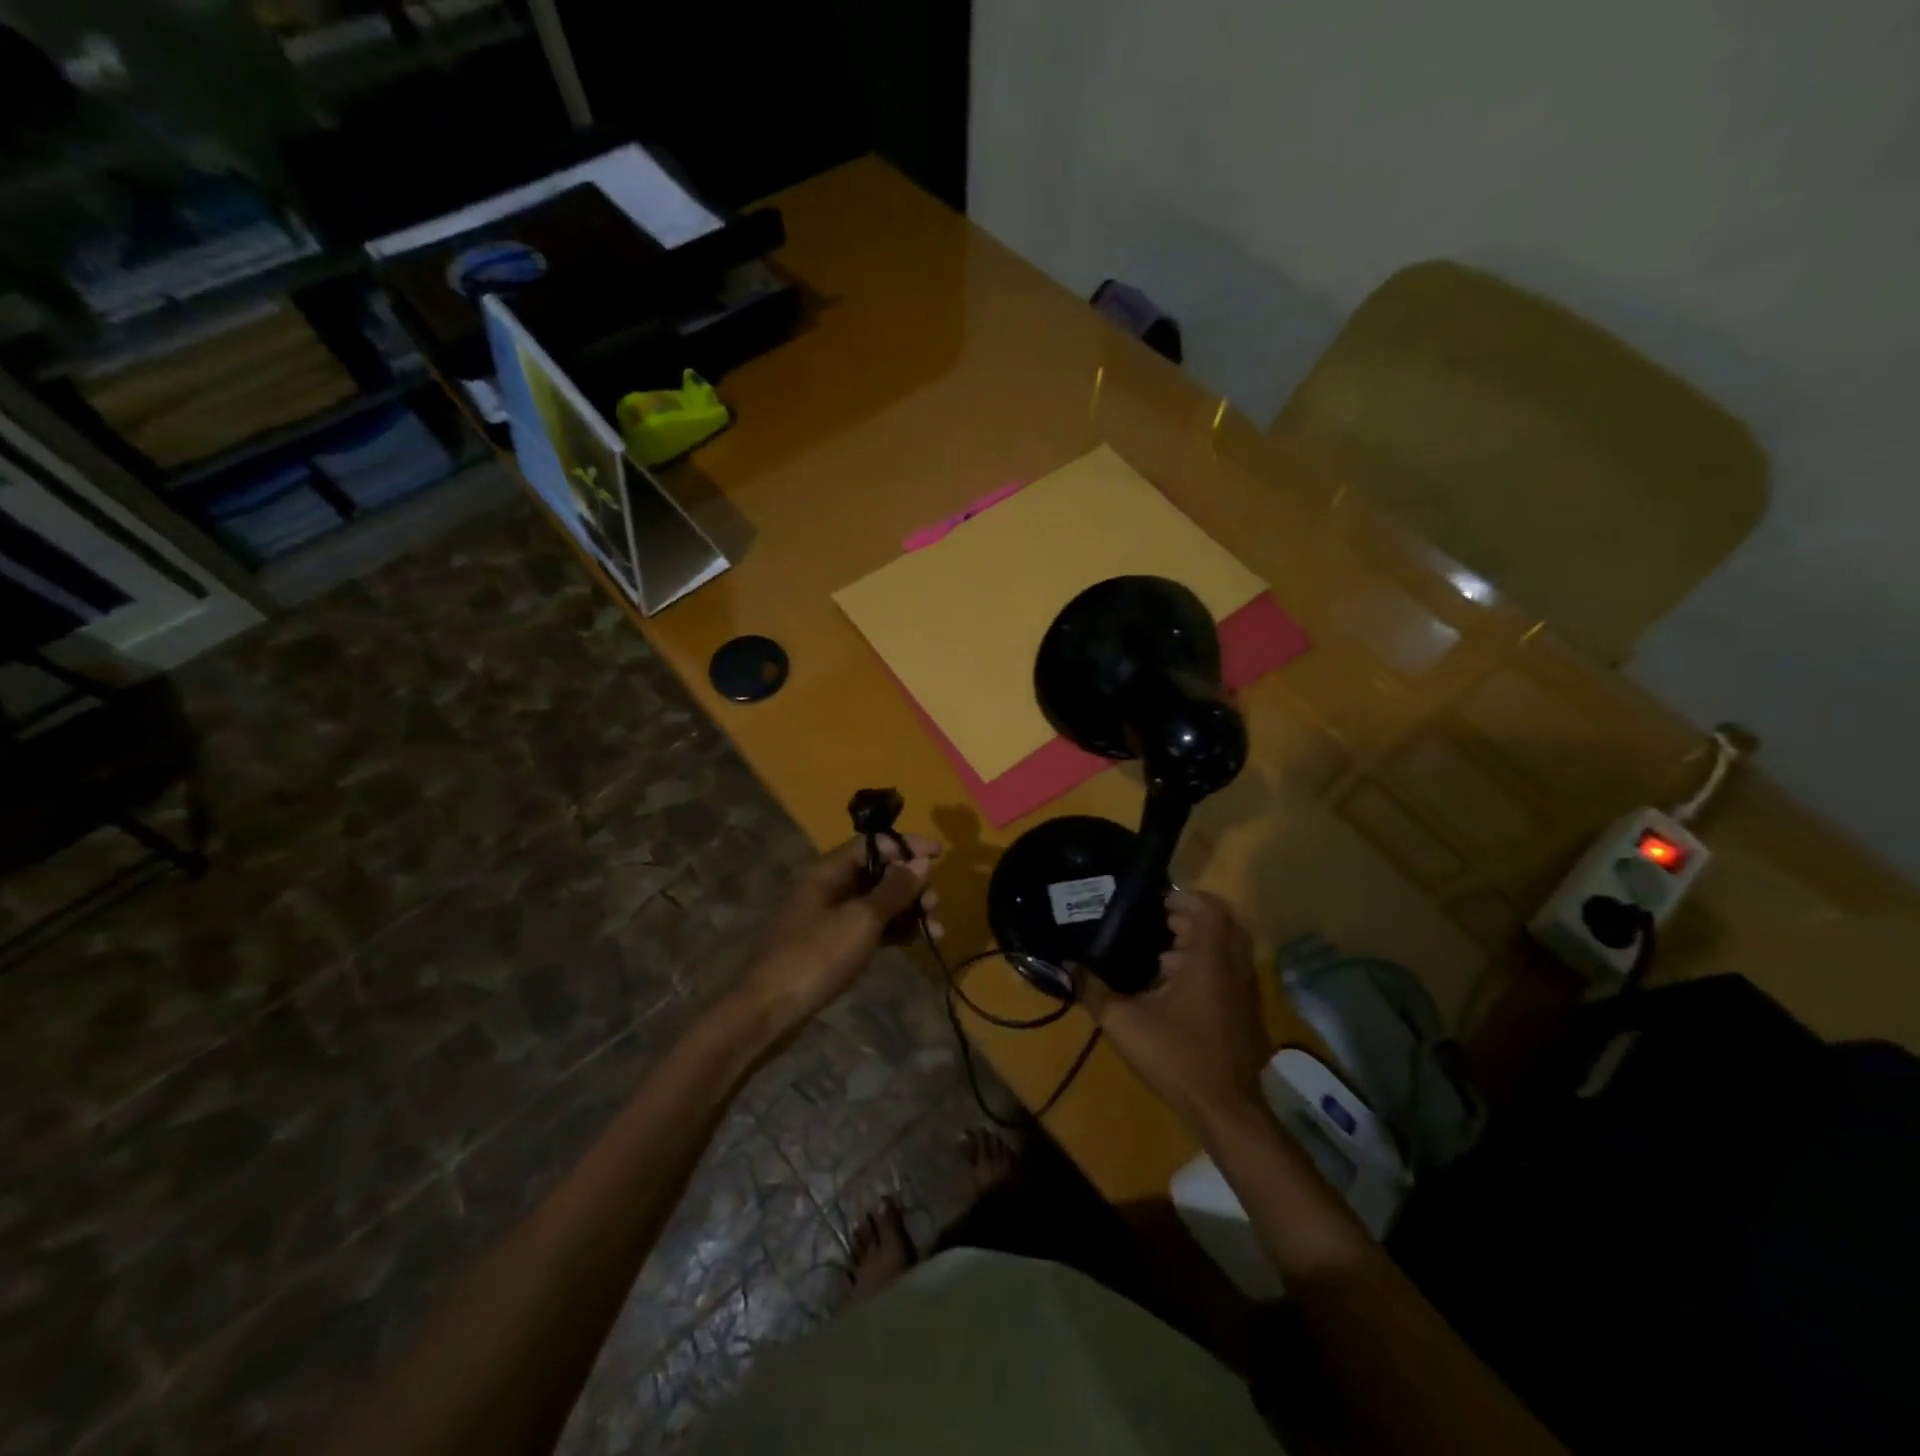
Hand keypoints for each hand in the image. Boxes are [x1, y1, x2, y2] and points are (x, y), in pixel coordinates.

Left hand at [734, 834, 941, 1035]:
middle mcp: (827, 887)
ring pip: (877, 902)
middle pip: (877, 873)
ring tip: (936, 930)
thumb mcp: (861, 920)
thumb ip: (894, 889)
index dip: (906, 846)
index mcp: (826, 871)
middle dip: (911, 884)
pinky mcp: (833, 945)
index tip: (940, 853)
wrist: (770, 1011)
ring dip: (908, 910)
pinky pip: (870, 927)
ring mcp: (829, 918)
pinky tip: (918, 941)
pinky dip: (894, 930)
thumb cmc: (816, 957)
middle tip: (935, 905)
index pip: (872, 844)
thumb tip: (921, 860)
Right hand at [1076, 889, 1269, 1129]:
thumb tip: (1068, 965)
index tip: (1156, 902)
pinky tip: (1174, 989)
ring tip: (1160, 955)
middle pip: (1222, 923)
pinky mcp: (1247, 1013)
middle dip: (1190, 918)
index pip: (1209, 908)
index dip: (1185, 898)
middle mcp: (1234, 967)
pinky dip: (1207, 966)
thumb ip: (1094, 990)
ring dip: (1199, 943)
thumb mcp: (1124, 1022)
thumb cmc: (1176, 1056)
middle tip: (1157, 923)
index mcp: (1209, 959)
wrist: (1225, 1109)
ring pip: (1227, 949)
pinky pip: (1230, 972)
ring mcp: (1246, 991)